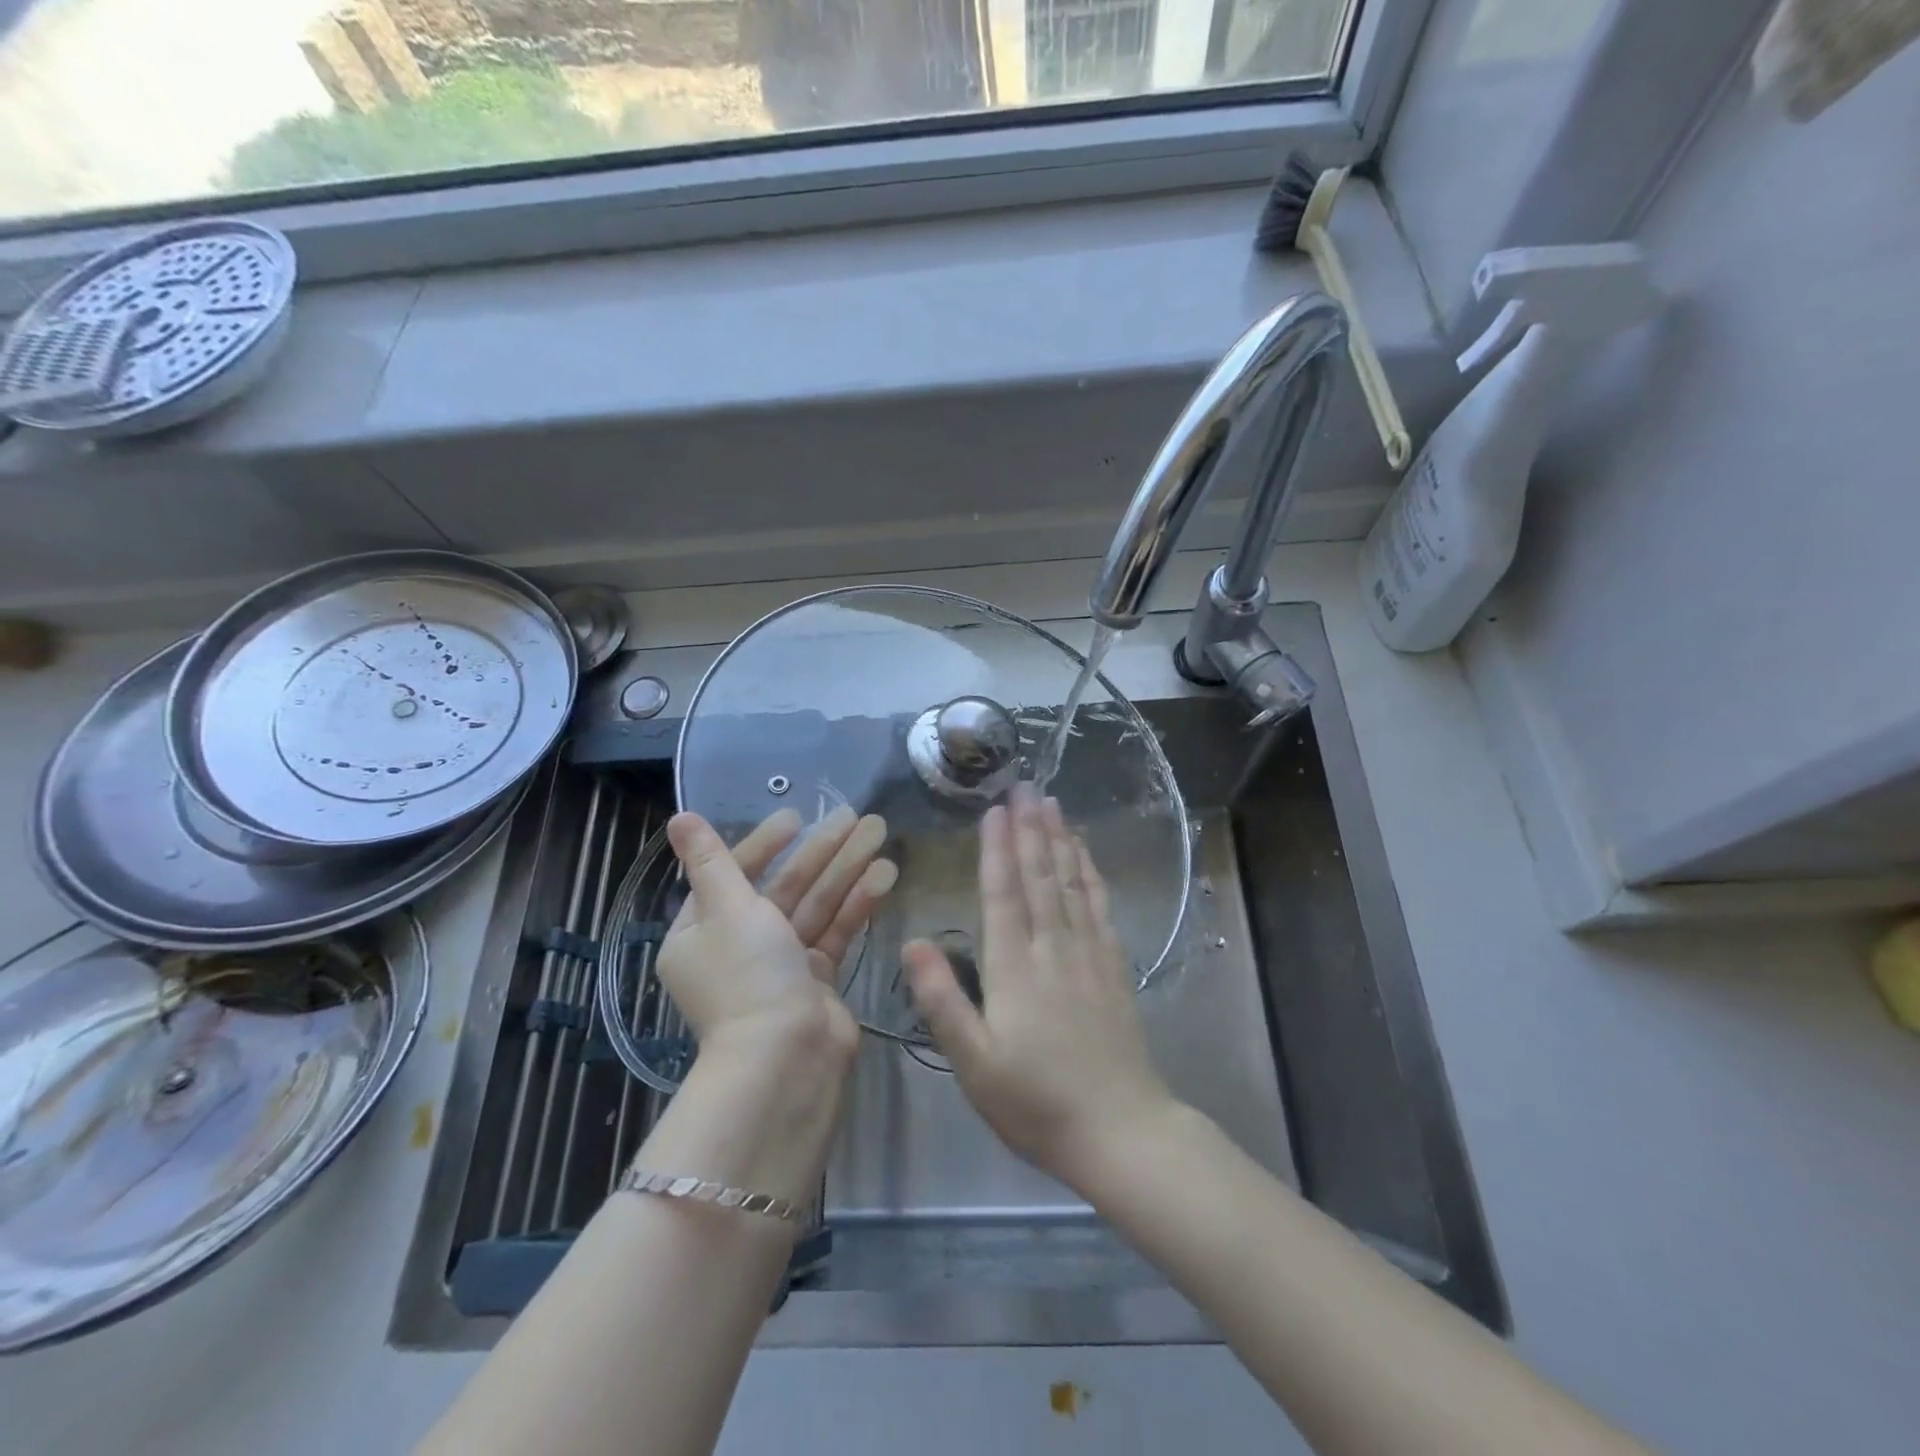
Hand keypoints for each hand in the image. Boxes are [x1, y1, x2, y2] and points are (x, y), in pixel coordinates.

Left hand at [657, 806, 893, 1065]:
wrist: (786, 1059)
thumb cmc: (748, 975)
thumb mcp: (726, 907)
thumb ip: (711, 860)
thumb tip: (679, 817)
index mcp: (702, 931)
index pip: (735, 874)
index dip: (765, 843)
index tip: (796, 818)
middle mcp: (739, 946)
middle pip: (783, 887)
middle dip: (820, 851)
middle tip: (855, 815)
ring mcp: (780, 965)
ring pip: (815, 905)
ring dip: (846, 869)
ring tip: (879, 831)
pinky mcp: (816, 981)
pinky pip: (835, 932)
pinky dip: (857, 904)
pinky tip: (885, 874)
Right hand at [903, 787, 1175, 1189]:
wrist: (1121, 1131)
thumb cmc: (1036, 1103)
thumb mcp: (974, 1064)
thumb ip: (943, 1001)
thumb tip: (912, 944)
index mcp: (1014, 968)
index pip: (1002, 894)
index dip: (997, 849)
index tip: (995, 810)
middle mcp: (1053, 949)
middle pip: (1039, 877)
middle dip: (1030, 829)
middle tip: (1025, 786)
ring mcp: (1088, 955)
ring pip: (1070, 884)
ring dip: (1059, 840)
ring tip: (1052, 803)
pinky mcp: (1114, 967)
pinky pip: (1099, 907)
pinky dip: (1090, 874)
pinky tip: (1085, 854)